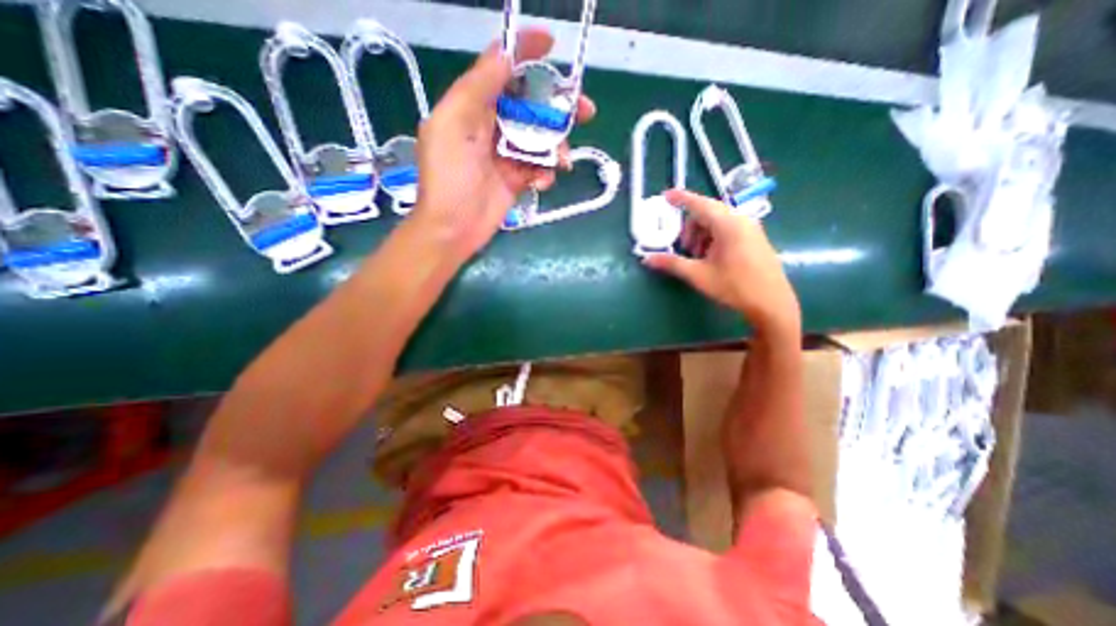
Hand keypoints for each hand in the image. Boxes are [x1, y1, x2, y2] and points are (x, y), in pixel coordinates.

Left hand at [411, 26, 591, 264]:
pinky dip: (545, 172)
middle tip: (585, 110)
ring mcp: (504, 155)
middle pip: (529, 105)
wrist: (453, 228)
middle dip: (557, 106)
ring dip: (556, 146)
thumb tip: (505, 54)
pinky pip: (538, 168)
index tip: (552, 47)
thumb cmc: (449, 177)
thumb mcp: (454, 124)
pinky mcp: (515, 179)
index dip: (524, 53)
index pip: (500, 70)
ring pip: (539, 139)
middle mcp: (490, 126)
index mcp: (471, 107)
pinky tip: (543, 182)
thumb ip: (477, 87)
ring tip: (564, 160)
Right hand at [645, 188, 802, 335]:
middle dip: (690, 227)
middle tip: (683, 248)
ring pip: (717, 222)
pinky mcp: (754, 238)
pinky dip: (713, 238)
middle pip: (708, 213)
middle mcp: (740, 220)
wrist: (772, 303)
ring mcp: (750, 228)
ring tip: (697, 257)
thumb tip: (646, 259)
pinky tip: (710, 258)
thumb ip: (672, 263)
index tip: (666, 195)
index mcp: (727, 224)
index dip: (681, 198)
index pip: (699, 204)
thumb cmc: (734, 286)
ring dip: (701, 234)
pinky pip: (728, 229)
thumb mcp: (698, 275)